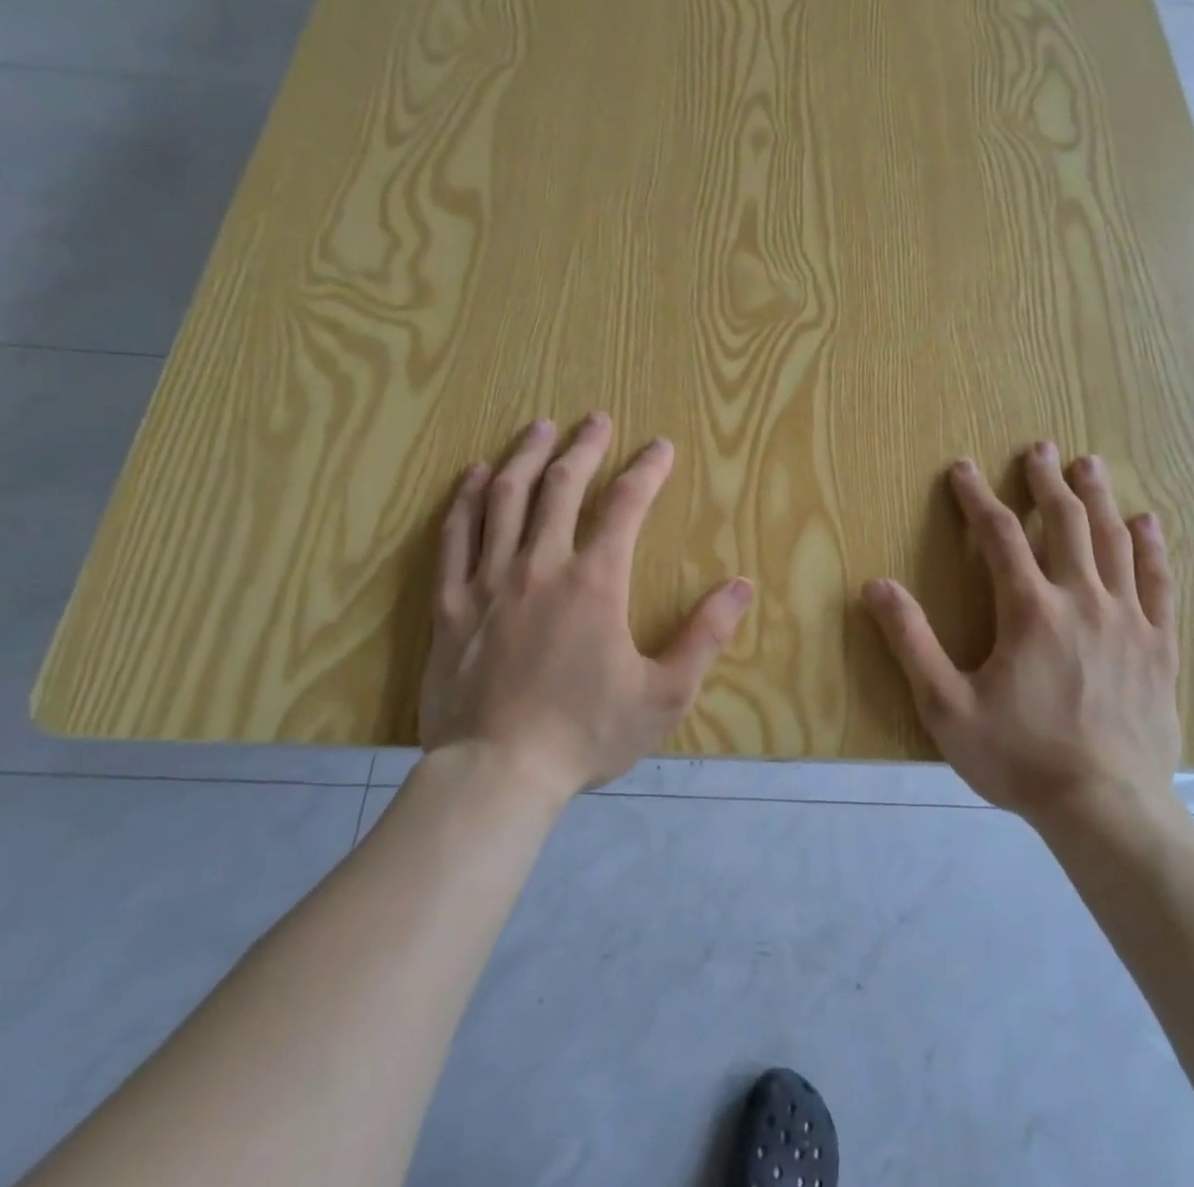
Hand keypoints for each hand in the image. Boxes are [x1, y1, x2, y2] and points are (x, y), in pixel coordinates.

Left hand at [419, 414, 753, 800]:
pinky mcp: (450, 603)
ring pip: (505, 498)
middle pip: (561, 486)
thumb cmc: (585, 734)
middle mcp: (540, 565)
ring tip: (539, 427)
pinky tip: (476, 476)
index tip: (661, 446)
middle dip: (584, 446)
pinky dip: (466, 499)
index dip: (647, 469)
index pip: (626, 505)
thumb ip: (705, 636)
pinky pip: (455, 536)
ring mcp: (488, 580)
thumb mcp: (663, 694)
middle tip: (596, 419)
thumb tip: (742, 586)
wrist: (496, 774)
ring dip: (525, 456)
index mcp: (594, 582)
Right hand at [862, 445, 1180, 829]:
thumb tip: (876, 586)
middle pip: (1065, 523)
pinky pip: (1159, 584)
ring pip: (1114, 542)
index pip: (998, 535)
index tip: (963, 468)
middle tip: (1041, 447)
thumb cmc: (1019, 757)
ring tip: (1089, 465)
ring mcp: (1127, 621)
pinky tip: (1148, 523)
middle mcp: (1082, 600)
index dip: (977, 497)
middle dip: (1047, 481)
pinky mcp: (1158, 647)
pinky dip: (1152, 548)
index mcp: (1029, 610)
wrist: (1108, 809)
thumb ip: (911, 642)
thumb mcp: (946, 705)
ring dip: (1098, 499)